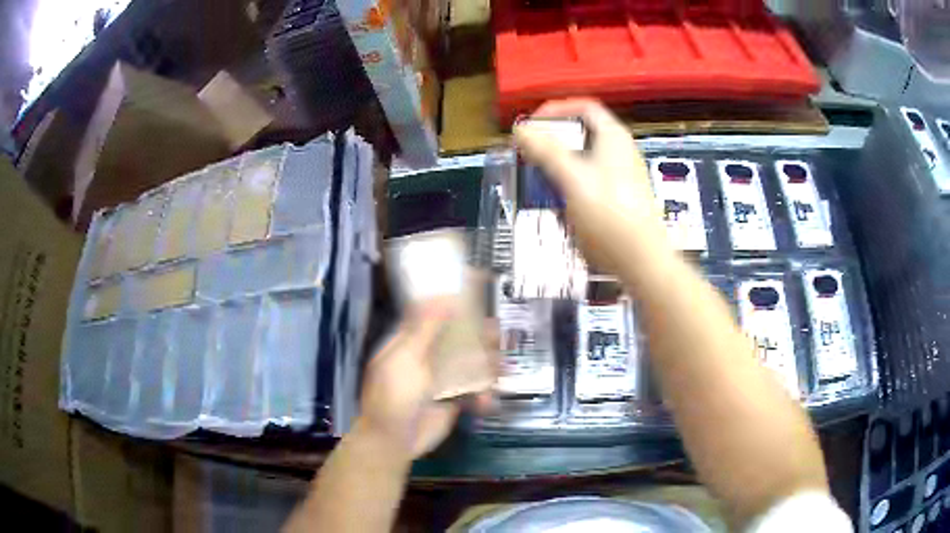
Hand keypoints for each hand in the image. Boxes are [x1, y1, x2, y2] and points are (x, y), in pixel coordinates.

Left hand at [355, 303, 497, 460]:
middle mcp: (425, 359)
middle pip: (456, 341)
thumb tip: (443, 296)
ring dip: (487, 366)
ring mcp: (439, 381)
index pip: (432, 318)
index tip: (476, 302)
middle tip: (497, 335)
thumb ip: (425, 328)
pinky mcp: (452, 401)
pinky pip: (473, 391)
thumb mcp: (407, 357)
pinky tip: (487, 401)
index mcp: (408, 344)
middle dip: (478, 338)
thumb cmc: (395, 394)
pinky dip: (483, 395)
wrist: (394, 440)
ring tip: (503, 368)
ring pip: (468, 365)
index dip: (452, 309)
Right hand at [513, 99, 667, 270]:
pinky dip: (572, 184)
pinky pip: (591, 181)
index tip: (531, 126)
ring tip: (540, 181)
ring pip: (586, 159)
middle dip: (553, 141)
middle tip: (530, 156)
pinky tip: (560, 205)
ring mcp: (624, 176)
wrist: (641, 261)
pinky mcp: (622, 199)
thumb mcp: (572, 179)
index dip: (555, 110)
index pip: (584, 107)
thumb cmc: (608, 214)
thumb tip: (520, 129)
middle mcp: (621, 151)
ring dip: (560, 165)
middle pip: (583, 133)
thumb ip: (546, 151)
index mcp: (613, 137)